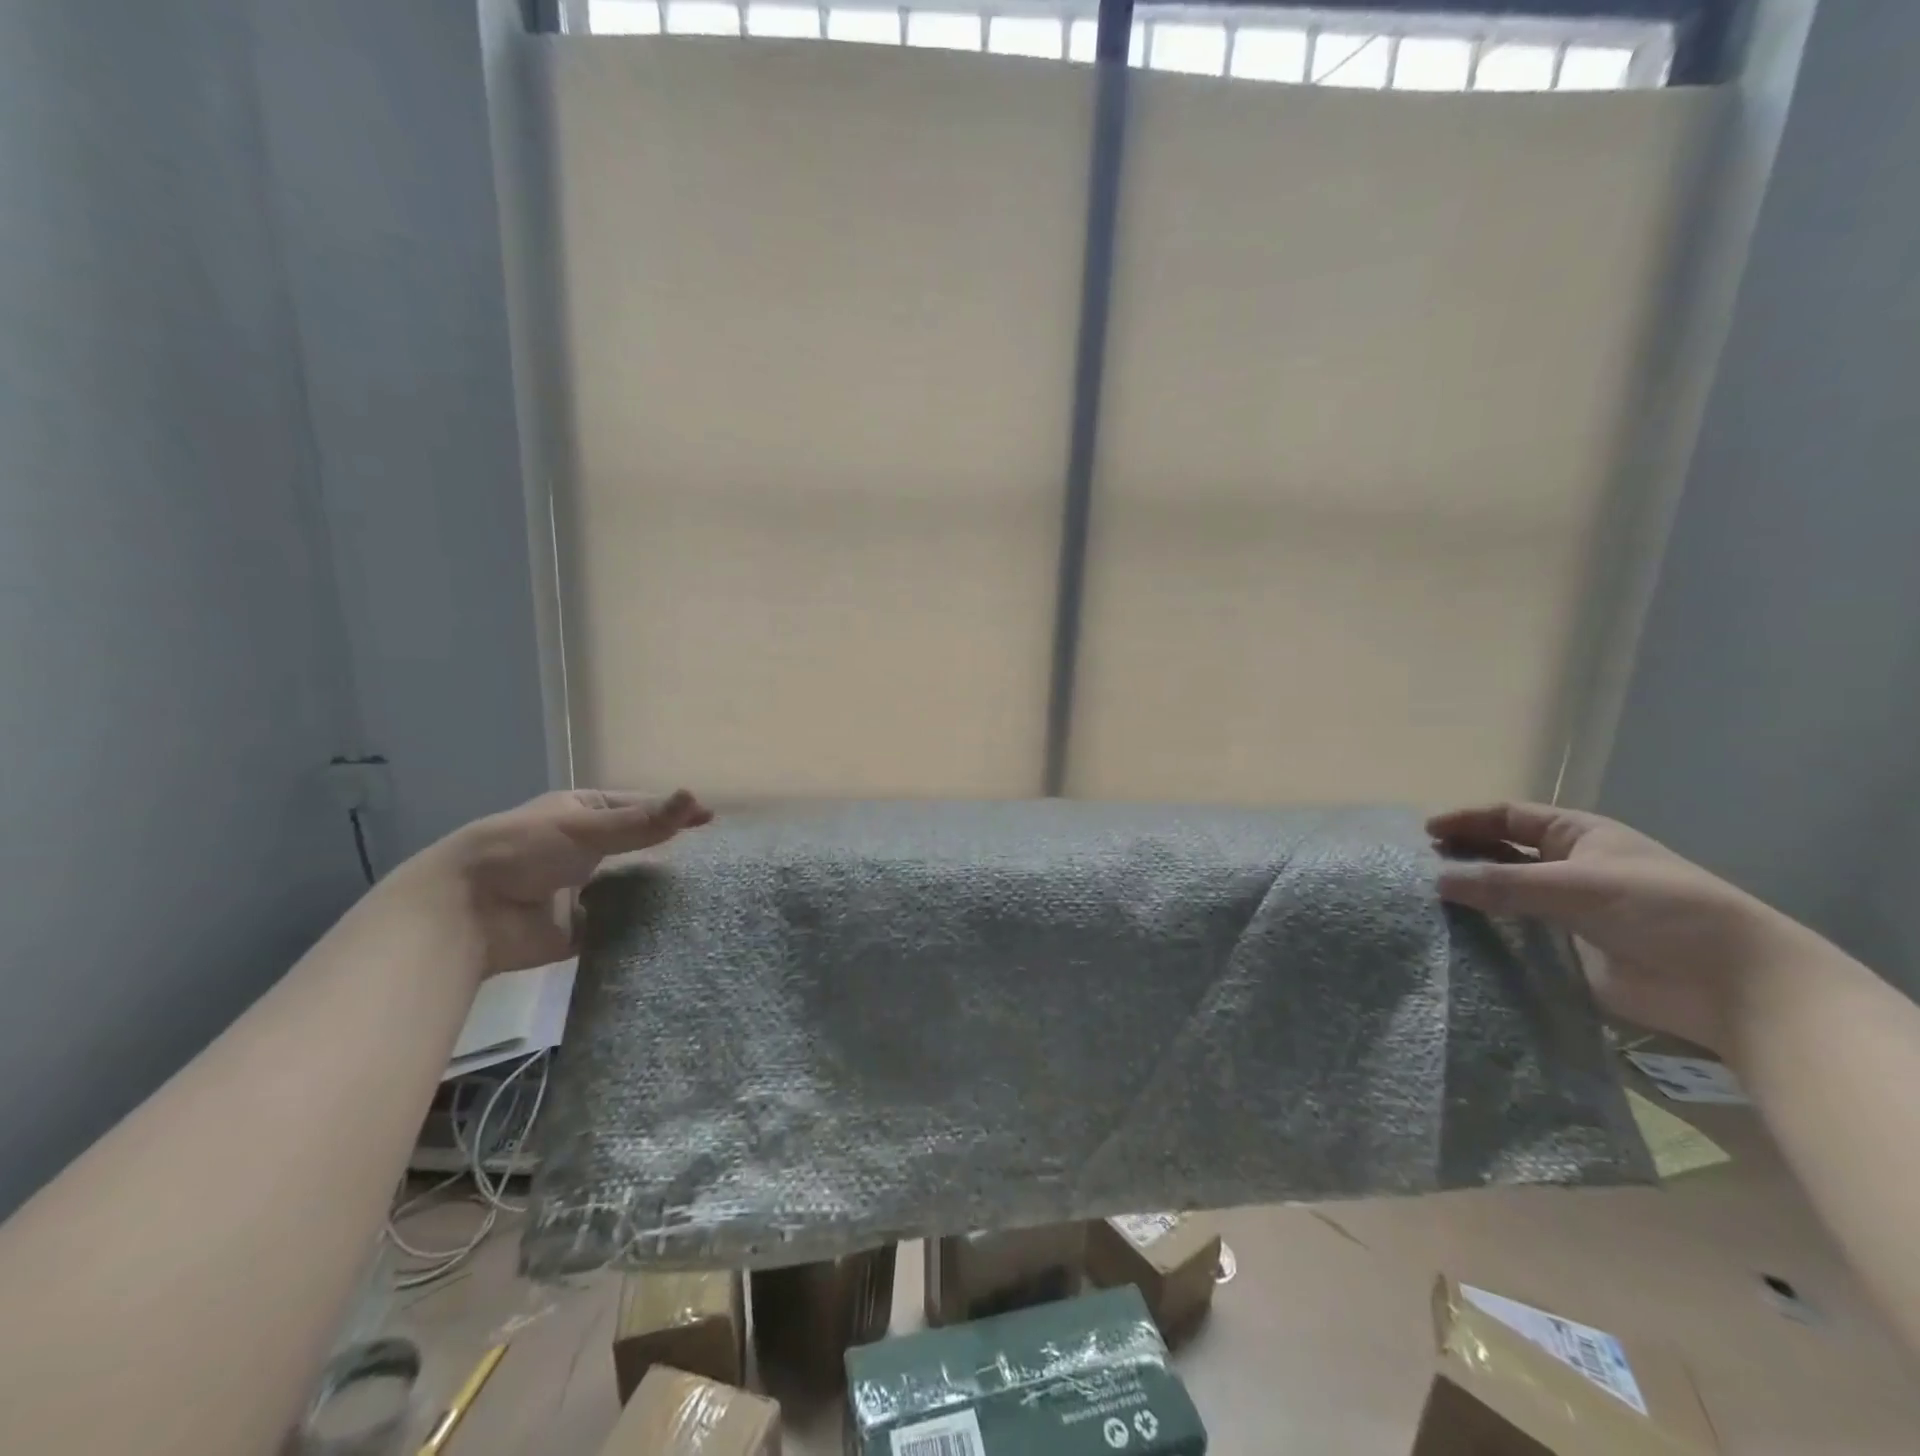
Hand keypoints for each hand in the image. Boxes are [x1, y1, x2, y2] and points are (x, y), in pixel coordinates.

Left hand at [433, 789, 712, 975]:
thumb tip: (696, 798)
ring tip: (706, 894)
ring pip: (632, 887)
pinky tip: (675, 927)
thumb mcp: (585, 828)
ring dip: (658, 891)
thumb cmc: (523, 852)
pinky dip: (641, 926)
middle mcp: (585, 849)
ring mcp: (583, 889)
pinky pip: (619, 925)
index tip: (711, 820)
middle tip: (716, 861)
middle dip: (670, 854)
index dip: (673, 812)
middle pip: (638, 848)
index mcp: (582, 814)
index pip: (638, 808)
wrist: (465, 914)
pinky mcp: (580, 928)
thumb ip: (642, 822)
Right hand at [1427, 802, 1802, 1054]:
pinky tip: (1455, 937)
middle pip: (1501, 854)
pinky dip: (1485, 934)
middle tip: (1419, 868)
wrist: (1733, 986)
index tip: (1427, 833)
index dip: (1468, 820)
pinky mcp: (1565, 952)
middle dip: (1462, 856)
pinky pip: (1514, 936)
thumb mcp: (1579, 885)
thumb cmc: (1663, 910)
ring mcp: (1566, 911)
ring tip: (1427, 902)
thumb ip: (1504, 883)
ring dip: (1471, 896)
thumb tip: (1435, 881)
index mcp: (1579, 837)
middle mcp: (1568, 868)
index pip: (1510, 818)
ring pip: (1504, 895)